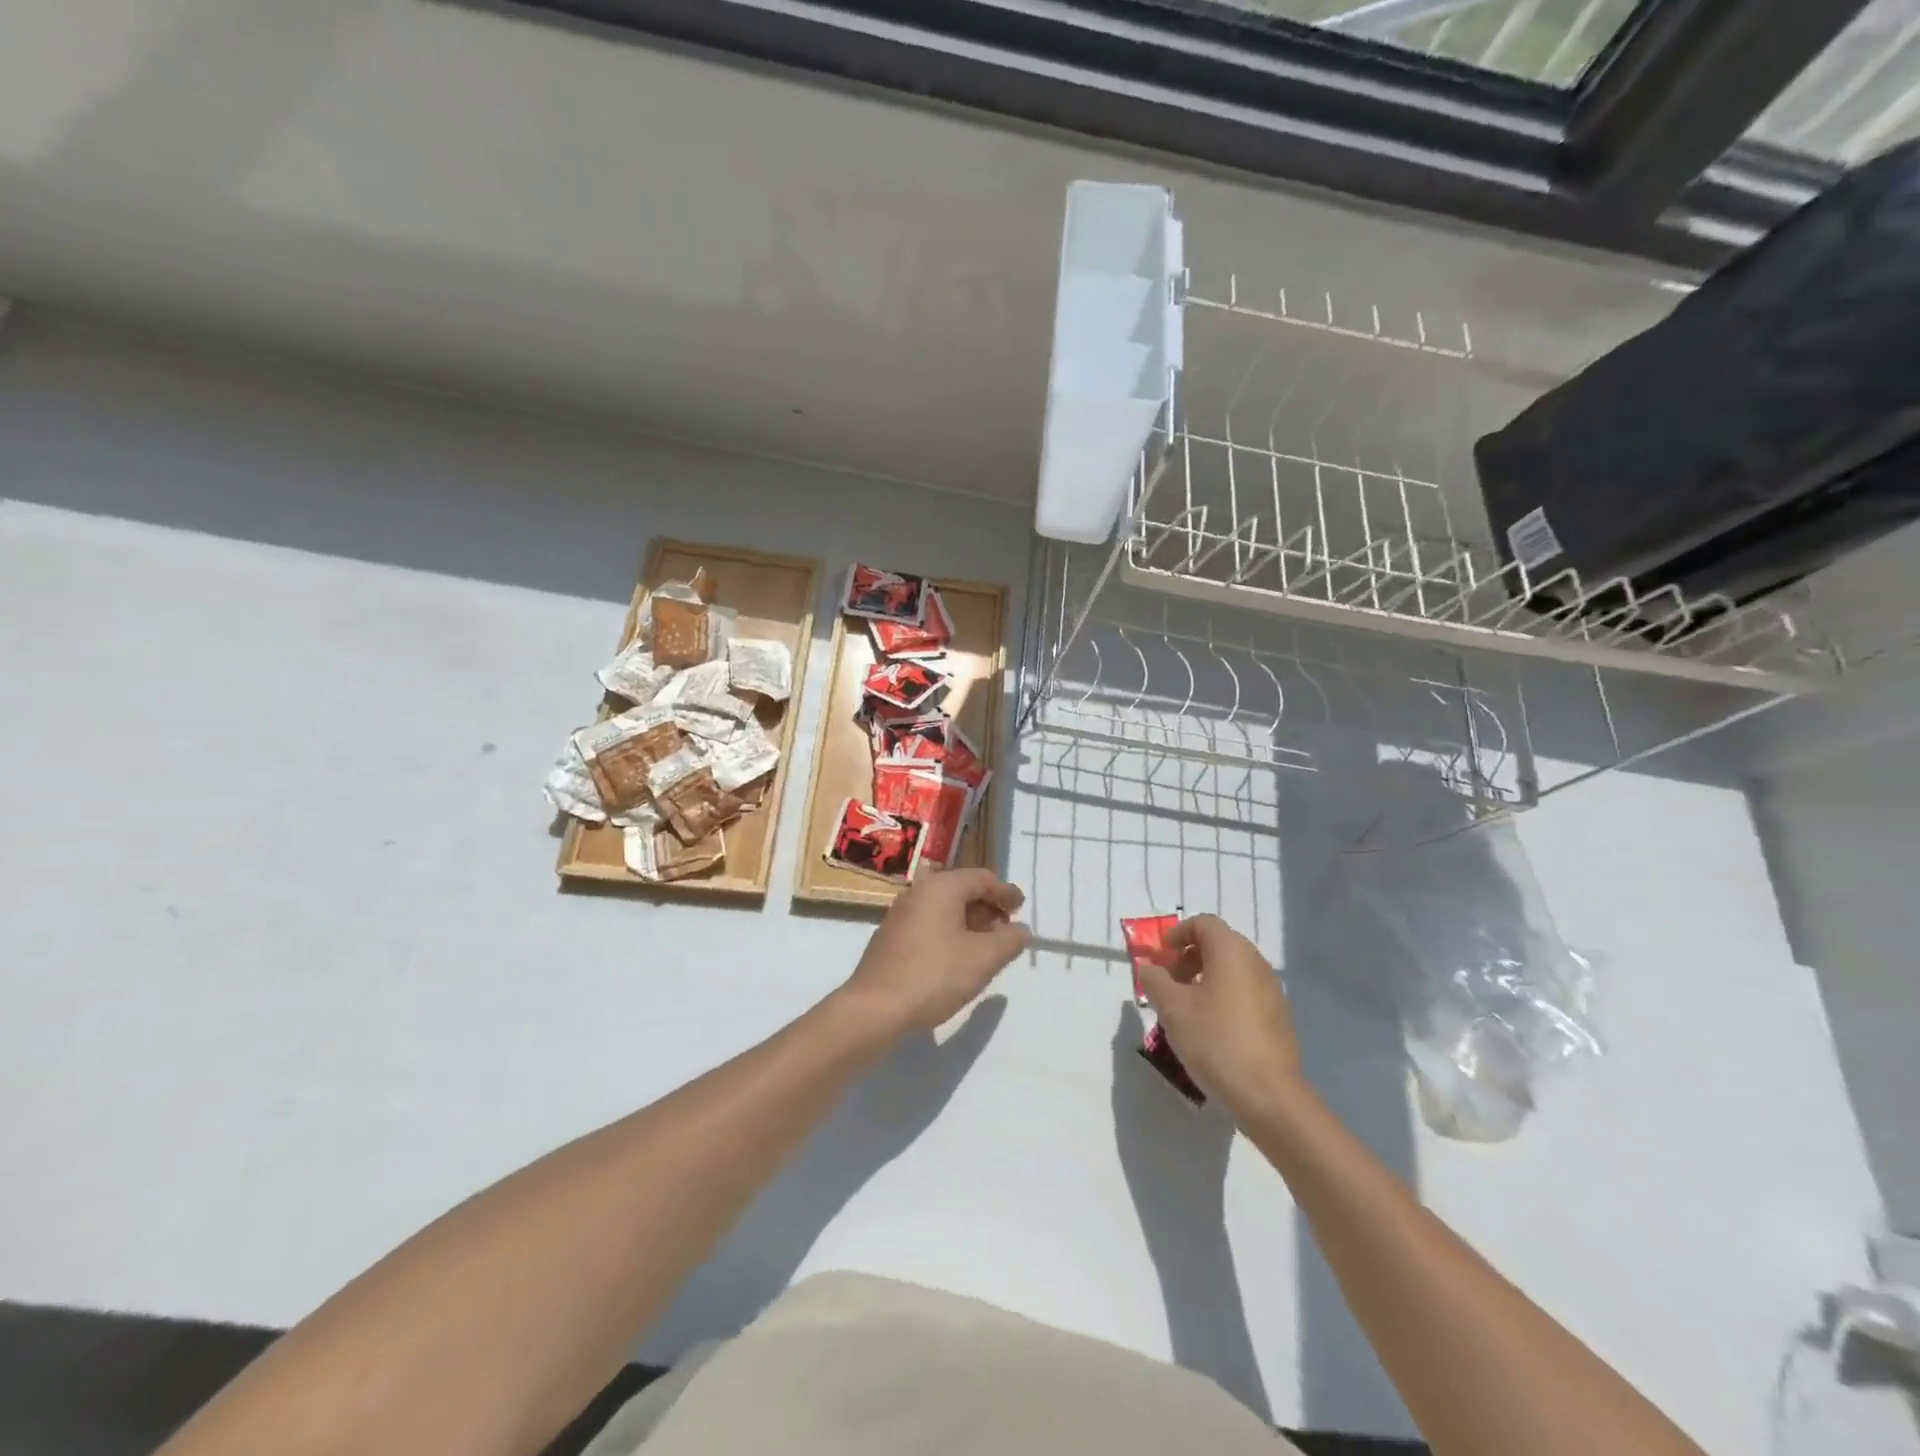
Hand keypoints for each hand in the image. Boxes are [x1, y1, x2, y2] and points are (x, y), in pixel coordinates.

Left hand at [839, 868, 1029, 1037]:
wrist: (875, 1008)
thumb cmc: (935, 975)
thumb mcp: (984, 959)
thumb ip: (1009, 940)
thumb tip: (1020, 929)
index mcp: (941, 887)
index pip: (982, 878)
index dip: (1005, 892)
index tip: (1021, 907)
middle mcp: (918, 892)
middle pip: (961, 889)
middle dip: (987, 907)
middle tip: (1006, 929)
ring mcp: (900, 914)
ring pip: (944, 908)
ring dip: (969, 921)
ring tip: (986, 946)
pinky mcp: (890, 937)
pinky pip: (929, 923)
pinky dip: (949, 932)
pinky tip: (957, 958)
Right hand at [1136, 914, 1306, 1119]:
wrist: (1269, 1096)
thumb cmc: (1215, 1040)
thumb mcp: (1172, 1009)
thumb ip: (1155, 981)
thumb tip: (1149, 968)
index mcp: (1231, 951)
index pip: (1203, 923)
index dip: (1177, 934)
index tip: (1160, 958)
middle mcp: (1255, 963)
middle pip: (1219, 944)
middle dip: (1189, 958)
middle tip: (1168, 984)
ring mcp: (1271, 991)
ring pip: (1232, 971)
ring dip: (1205, 979)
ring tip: (1185, 1010)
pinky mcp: (1278, 1018)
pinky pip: (1245, 993)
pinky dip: (1223, 998)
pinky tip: (1210, 1030)